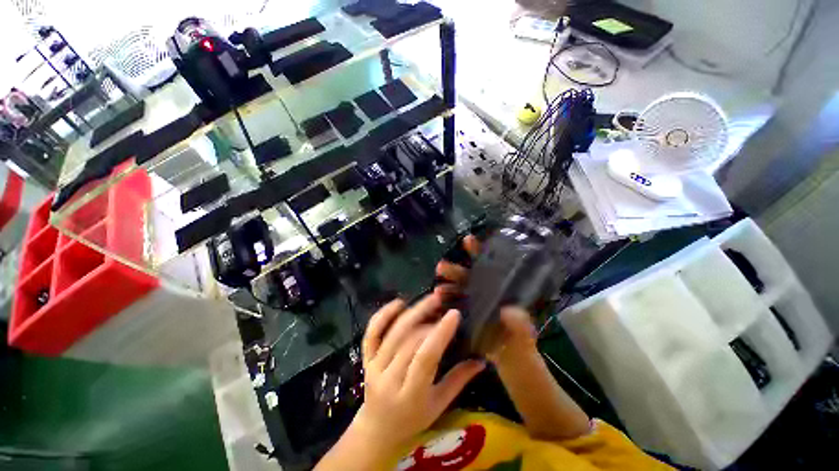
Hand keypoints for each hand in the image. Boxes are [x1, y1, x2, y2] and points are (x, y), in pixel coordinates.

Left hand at [351, 296, 485, 459]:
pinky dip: (383, 314)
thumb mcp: (439, 405)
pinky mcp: (366, 358)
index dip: (440, 333)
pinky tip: (399, 303)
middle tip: (442, 303)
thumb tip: (481, 360)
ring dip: (412, 312)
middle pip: (409, 341)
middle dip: (427, 318)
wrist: (377, 429)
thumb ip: (459, 380)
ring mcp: (374, 366)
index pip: (425, 358)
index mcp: (411, 395)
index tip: (454, 314)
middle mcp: (389, 379)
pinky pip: (372, 332)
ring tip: (429, 299)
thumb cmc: (413, 419)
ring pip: (393, 333)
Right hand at [434, 237, 537, 363]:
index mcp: (502, 289)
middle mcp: (487, 292)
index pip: (491, 265)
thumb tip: (510, 311)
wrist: (513, 362)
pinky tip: (437, 305)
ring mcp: (475, 304)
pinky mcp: (467, 317)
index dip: (479, 252)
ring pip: (459, 291)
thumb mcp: (526, 334)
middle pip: (469, 276)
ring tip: (437, 289)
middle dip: (455, 270)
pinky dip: (446, 305)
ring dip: (447, 287)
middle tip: (441, 266)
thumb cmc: (522, 344)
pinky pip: (454, 308)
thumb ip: (521, 324)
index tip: (467, 240)